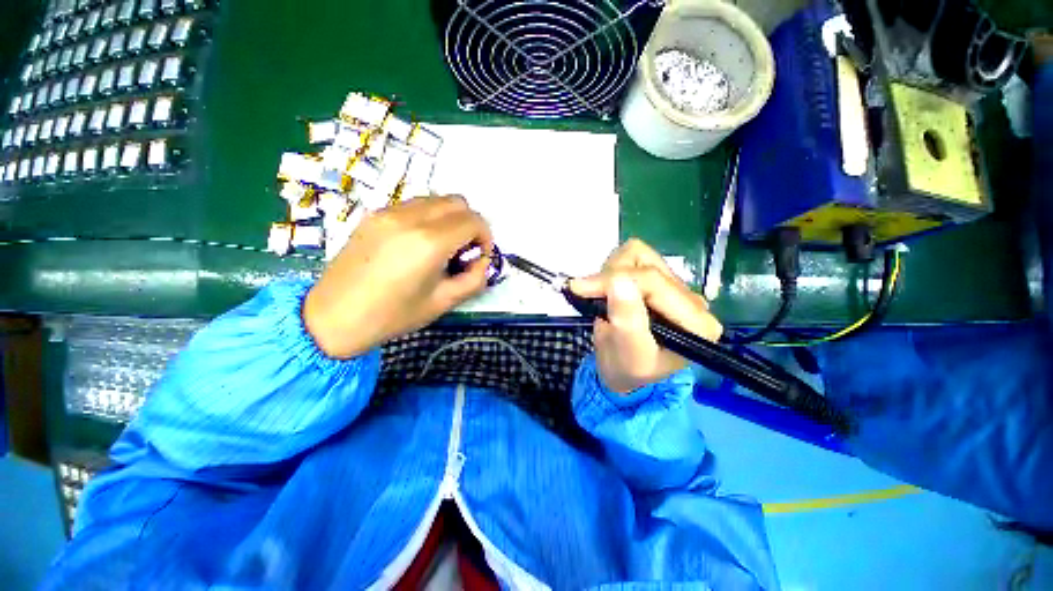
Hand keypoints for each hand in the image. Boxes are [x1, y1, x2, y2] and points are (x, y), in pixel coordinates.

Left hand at [304, 196, 493, 358]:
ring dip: (450, 218)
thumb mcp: (444, 303)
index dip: (485, 237)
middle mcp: (410, 218)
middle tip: (464, 250)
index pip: (473, 221)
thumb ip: (474, 279)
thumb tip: (481, 261)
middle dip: (470, 224)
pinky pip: (414, 205)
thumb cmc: (393, 315)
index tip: (480, 256)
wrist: (333, 317)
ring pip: (436, 199)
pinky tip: (419, 243)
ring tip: (442, 247)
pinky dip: (429, 217)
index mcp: (429, 243)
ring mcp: (389, 212)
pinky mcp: (375, 215)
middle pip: (457, 202)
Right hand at [571, 239, 721, 393]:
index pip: (653, 282)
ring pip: (638, 253)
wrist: (624, 369)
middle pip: (646, 264)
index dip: (613, 279)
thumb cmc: (627, 368)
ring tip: (601, 296)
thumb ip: (627, 320)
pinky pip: (633, 255)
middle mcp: (692, 299)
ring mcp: (674, 285)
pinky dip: (613, 268)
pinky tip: (609, 289)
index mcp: (696, 322)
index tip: (578, 288)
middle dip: (609, 277)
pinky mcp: (658, 278)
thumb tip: (618, 281)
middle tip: (585, 293)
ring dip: (611, 271)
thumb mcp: (628, 352)